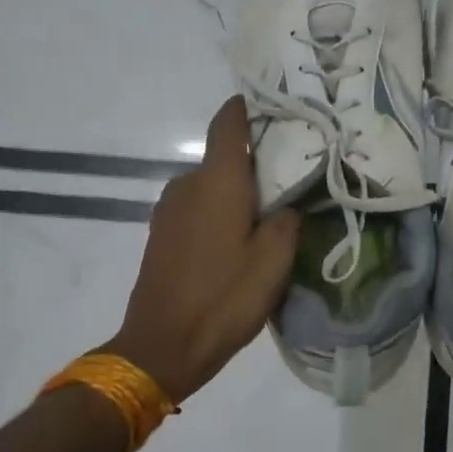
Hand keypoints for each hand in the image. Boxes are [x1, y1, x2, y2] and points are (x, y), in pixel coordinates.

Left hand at [103, 97, 300, 402]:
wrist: (162, 347)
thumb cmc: (224, 299)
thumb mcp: (274, 262)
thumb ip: (287, 221)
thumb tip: (286, 205)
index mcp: (217, 182)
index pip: (227, 124)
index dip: (246, 108)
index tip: (272, 104)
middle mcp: (187, 185)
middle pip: (223, 158)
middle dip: (254, 162)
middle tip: (291, 177)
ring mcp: (169, 211)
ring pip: (210, 186)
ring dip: (236, 192)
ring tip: (268, 213)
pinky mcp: (161, 235)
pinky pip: (197, 208)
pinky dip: (219, 211)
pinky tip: (239, 239)